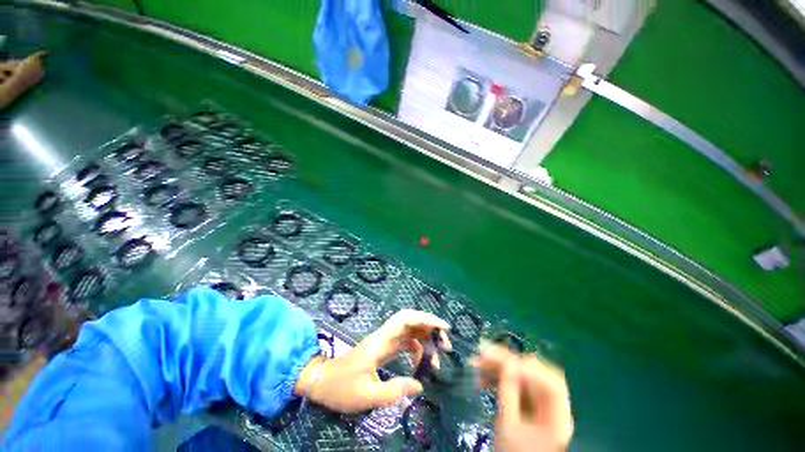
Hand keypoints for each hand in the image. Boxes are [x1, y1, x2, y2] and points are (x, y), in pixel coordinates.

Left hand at [294, 309, 451, 413]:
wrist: (322, 382)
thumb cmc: (342, 387)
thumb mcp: (368, 395)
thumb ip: (395, 390)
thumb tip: (420, 385)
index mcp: (380, 341)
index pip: (405, 319)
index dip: (424, 319)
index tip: (443, 328)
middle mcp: (384, 337)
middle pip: (410, 322)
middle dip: (430, 328)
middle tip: (445, 345)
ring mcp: (384, 342)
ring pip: (410, 332)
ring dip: (425, 340)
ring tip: (438, 359)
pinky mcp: (384, 349)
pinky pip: (405, 343)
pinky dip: (417, 350)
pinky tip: (422, 364)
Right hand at [472, 344, 572, 451]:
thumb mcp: (508, 425)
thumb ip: (510, 393)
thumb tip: (508, 362)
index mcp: (556, 417)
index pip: (552, 384)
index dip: (531, 369)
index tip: (505, 362)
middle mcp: (550, 406)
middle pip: (534, 375)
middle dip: (507, 362)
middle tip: (483, 354)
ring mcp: (537, 404)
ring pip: (520, 376)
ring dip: (498, 367)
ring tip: (476, 365)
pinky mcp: (525, 403)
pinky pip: (513, 384)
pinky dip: (498, 378)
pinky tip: (482, 378)